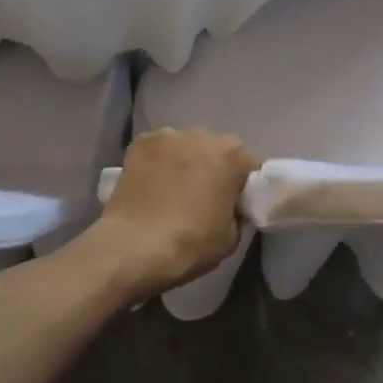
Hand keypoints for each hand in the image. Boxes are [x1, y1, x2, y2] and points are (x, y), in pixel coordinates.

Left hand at [91, 128, 255, 300]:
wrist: (133, 247)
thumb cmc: (190, 243)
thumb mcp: (231, 237)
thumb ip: (237, 212)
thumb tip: (229, 207)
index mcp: (232, 154)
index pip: (249, 164)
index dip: (244, 185)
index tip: (236, 203)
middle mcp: (203, 135)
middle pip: (216, 150)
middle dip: (213, 168)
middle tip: (203, 196)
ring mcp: (169, 135)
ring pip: (185, 147)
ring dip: (185, 162)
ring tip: (172, 191)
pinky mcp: (140, 142)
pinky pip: (158, 150)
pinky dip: (158, 162)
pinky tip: (151, 184)